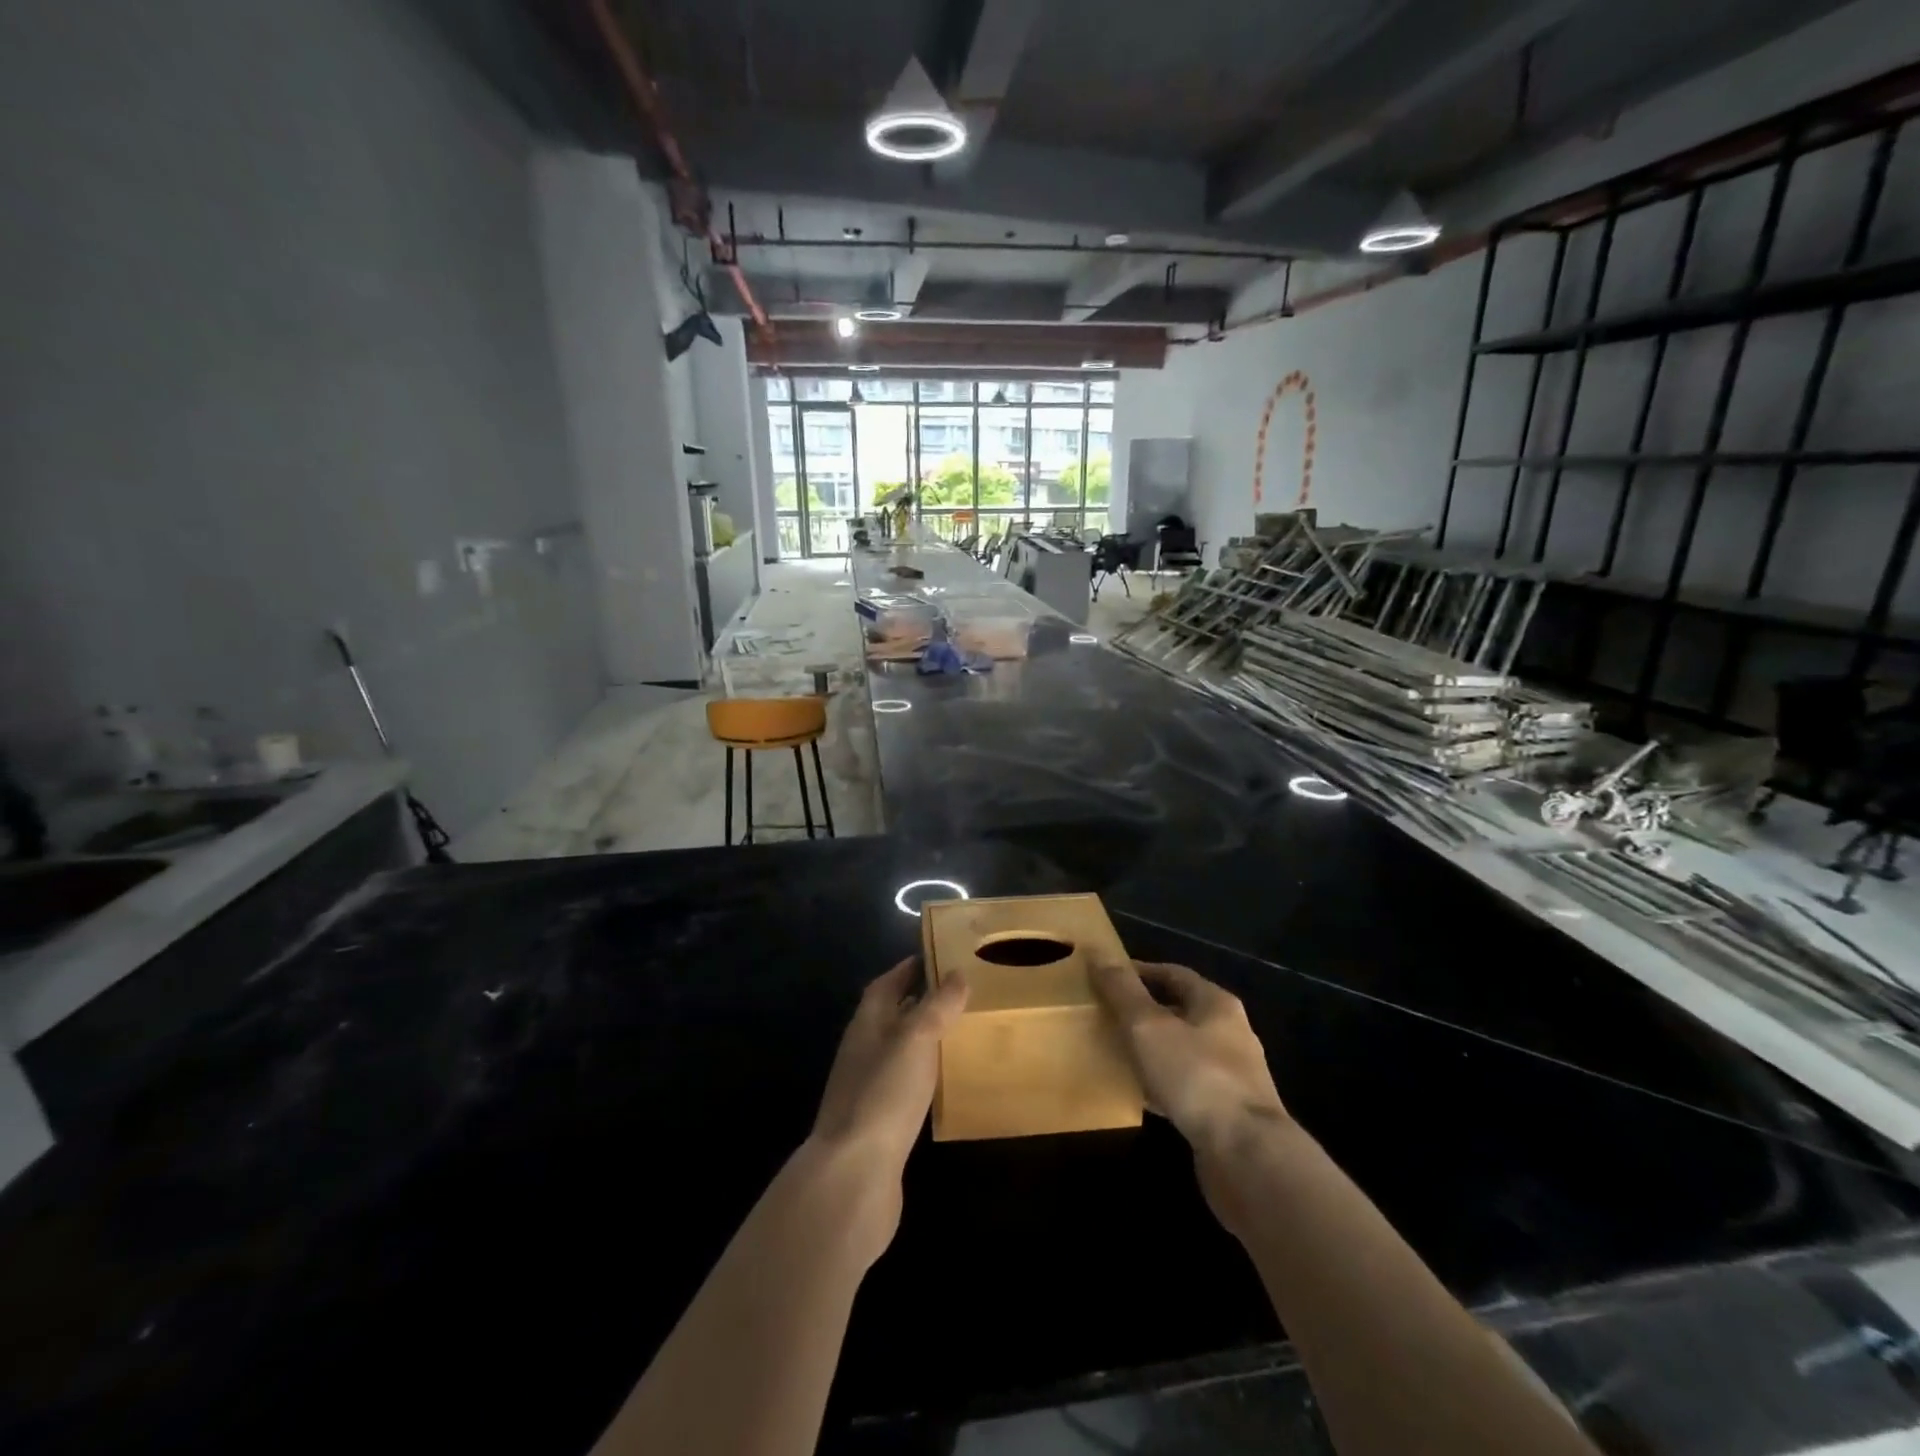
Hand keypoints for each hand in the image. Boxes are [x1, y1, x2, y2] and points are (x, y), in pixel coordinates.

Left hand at [803, 959, 967, 1257]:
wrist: (854, 1175)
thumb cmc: (884, 1094)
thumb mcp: (915, 1040)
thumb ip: (936, 1006)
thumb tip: (956, 973)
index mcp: (867, 1024)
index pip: (885, 985)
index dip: (908, 969)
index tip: (937, 957)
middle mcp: (863, 1051)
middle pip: (891, 1016)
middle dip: (919, 1001)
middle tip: (959, 994)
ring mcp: (867, 1088)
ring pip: (898, 1051)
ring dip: (922, 1039)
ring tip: (960, 1033)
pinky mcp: (879, 1122)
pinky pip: (904, 1085)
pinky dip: (923, 1074)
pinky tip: (945, 1082)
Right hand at [1091, 959, 1290, 1231]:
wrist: (1246, 1156)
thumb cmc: (1197, 1077)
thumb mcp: (1149, 1026)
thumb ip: (1122, 990)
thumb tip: (1096, 951)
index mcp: (1216, 1004)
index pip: (1173, 973)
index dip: (1138, 972)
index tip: (1105, 978)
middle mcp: (1230, 1033)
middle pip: (1180, 1010)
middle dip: (1143, 1011)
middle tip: (1105, 1014)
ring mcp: (1232, 1075)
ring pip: (1182, 1050)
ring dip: (1151, 1048)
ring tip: (1115, 1051)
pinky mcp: (1226, 1112)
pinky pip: (1186, 1086)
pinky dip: (1161, 1083)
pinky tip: (1138, 1093)